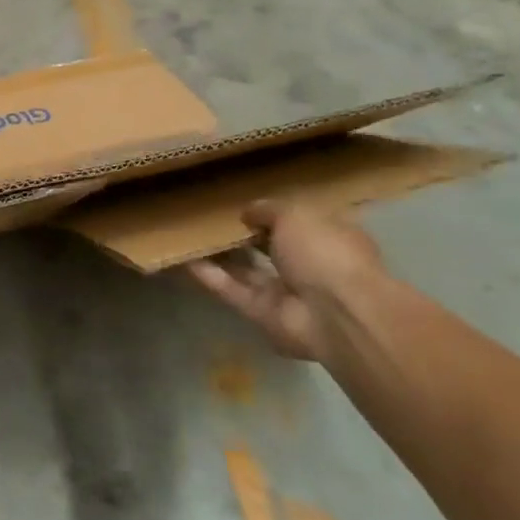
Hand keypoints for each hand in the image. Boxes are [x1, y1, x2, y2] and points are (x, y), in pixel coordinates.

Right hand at [187, 201, 385, 361]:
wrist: (336, 315)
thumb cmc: (325, 253)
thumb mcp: (296, 215)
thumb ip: (268, 210)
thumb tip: (247, 213)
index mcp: (331, 238)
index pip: (301, 223)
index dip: (275, 213)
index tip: (246, 204)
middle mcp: (311, 266)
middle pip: (272, 248)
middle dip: (245, 236)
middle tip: (211, 218)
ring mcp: (288, 292)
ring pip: (248, 270)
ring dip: (222, 256)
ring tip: (189, 235)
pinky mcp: (263, 313)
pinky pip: (232, 290)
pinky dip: (210, 276)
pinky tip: (183, 259)